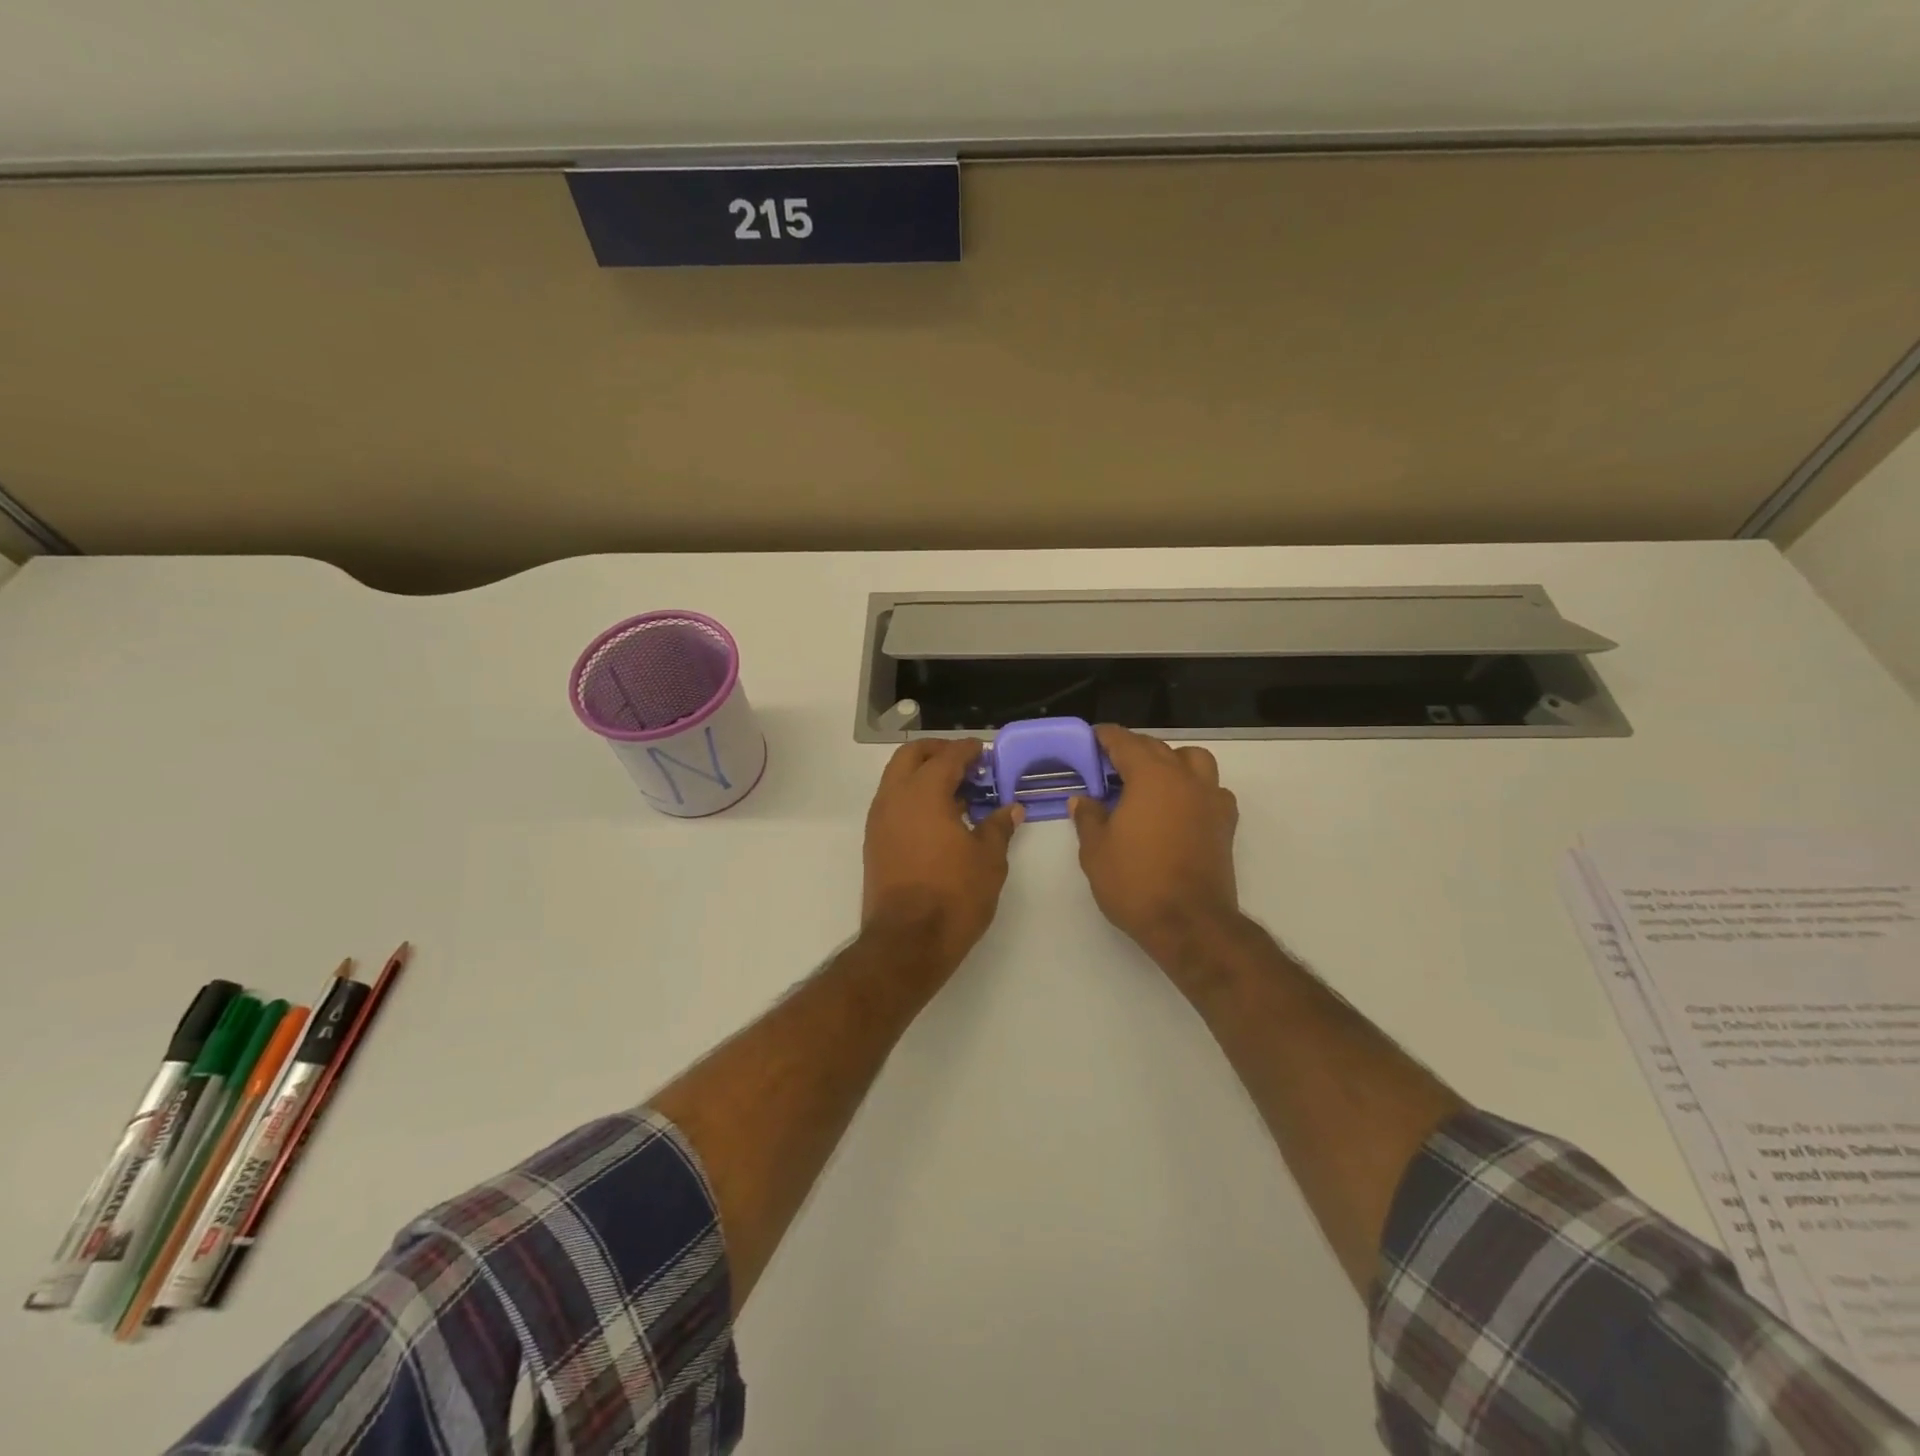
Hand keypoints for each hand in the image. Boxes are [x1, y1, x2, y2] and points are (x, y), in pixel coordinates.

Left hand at [862, 739, 1023, 976]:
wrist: (907, 941)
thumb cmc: (954, 895)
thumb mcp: (988, 860)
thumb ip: (998, 827)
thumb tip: (1010, 809)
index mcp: (924, 792)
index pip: (947, 756)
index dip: (968, 750)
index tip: (985, 752)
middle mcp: (895, 797)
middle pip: (911, 756)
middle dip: (937, 752)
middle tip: (965, 764)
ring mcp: (879, 820)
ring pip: (896, 778)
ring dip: (922, 774)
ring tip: (955, 793)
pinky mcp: (874, 842)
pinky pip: (892, 803)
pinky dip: (912, 797)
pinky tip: (938, 819)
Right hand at [1070, 725, 1240, 963]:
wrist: (1189, 923)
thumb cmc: (1135, 882)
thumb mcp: (1095, 850)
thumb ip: (1088, 817)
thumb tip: (1083, 800)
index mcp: (1151, 777)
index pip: (1125, 742)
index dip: (1106, 737)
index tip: (1092, 737)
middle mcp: (1184, 778)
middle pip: (1158, 748)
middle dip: (1133, 749)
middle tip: (1110, 763)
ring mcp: (1210, 799)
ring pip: (1193, 760)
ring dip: (1171, 760)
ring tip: (1150, 779)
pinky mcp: (1225, 823)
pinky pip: (1212, 789)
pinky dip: (1195, 788)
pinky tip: (1179, 807)